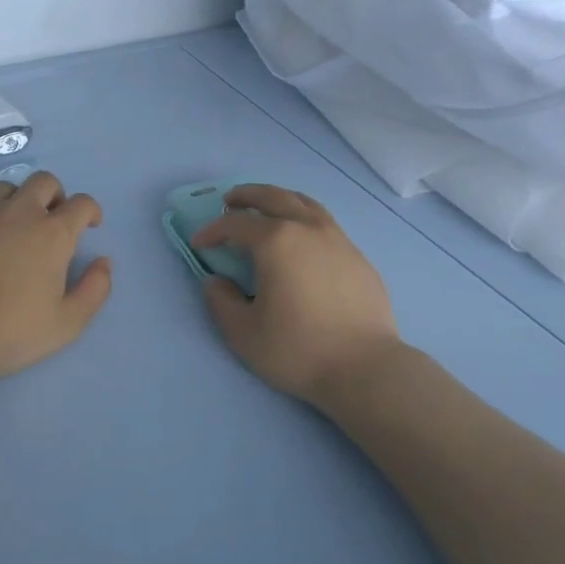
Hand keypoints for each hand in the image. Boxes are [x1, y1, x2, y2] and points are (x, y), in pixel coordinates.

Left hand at [0, 172, 111, 394]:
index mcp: (53, 233)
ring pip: (5, 189)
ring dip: (15, 203)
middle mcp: (19, 213)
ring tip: (11, 228)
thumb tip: (104, 262)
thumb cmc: (14, 332)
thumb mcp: (69, 322)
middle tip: (51, 221)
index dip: (90, 211)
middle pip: (44, 181)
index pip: (82, 203)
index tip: (89, 226)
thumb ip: (95, 289)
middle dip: (54, 195)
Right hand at [192, 184, 400, 403]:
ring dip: (280, 199)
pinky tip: (303, 240)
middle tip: (230, 201)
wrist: (365, 367)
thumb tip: (216, 282)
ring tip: (267, 208)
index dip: (213, 230)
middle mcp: (307, 229)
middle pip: (273, 197)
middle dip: (247, 195)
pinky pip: (326, 224)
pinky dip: (305, 219)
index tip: (199, 243)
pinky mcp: (358, 257)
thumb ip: (222, 302)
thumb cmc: (298, 350)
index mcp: (276, 241)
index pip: (235, 224)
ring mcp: (338, 240)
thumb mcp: (243, 333)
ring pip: (305, 204)